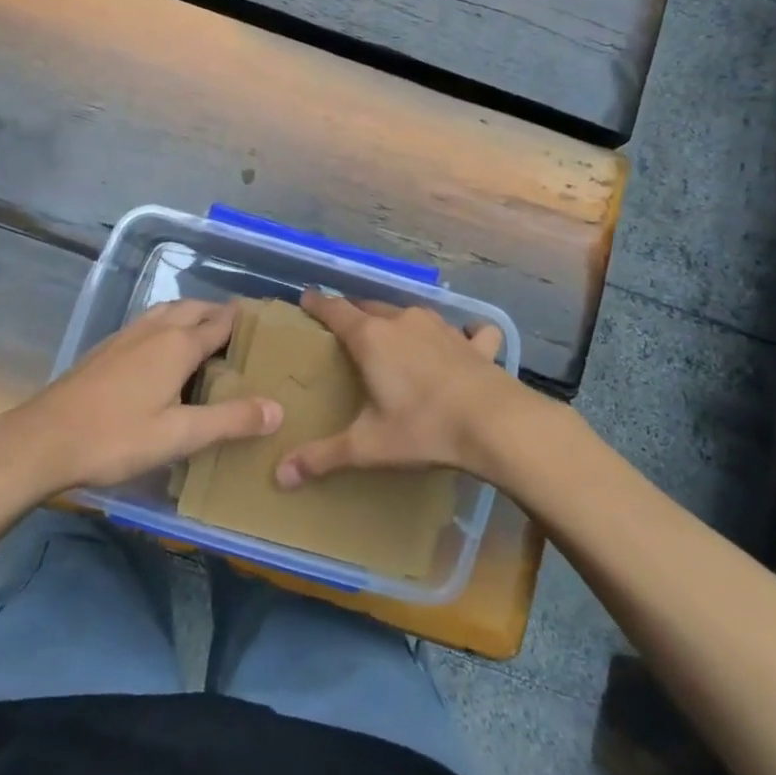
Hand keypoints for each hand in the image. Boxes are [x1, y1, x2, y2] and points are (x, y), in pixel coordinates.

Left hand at [5, 300, 282, 494]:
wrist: (44, 439)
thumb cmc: (116, 437)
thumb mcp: (180, 436)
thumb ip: (230, 421)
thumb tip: (277, 409)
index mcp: (179, 344)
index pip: (222, 322)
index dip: (245, 321)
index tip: (268, 325)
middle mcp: (156, 328)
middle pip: (196, 308)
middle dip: (220, 314)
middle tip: (241, 333)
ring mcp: (127, 334)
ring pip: (169, 310)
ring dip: (192, 315)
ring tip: (206, 335)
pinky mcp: (107, 346)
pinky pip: (149, 322)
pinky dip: (168, 324)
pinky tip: (162, 350)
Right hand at [274, 288, 530, 488]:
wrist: (495, 425)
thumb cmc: (423, 428)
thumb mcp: (368, 446)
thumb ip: (323, 457)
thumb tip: (280, 476)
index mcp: (371, 338)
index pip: (335, 309)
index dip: (318, 303)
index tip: (306, 299)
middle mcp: (403, 321)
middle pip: (370, 307)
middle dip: (354, 313)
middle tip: (344, 328)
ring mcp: (442, 327)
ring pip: (410, 313)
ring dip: (398, 320)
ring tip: (392, 335)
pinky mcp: (473, 343)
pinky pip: (466, 330)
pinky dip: (463, 333)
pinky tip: (467, 340)